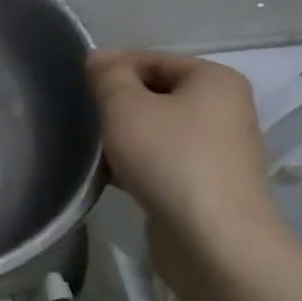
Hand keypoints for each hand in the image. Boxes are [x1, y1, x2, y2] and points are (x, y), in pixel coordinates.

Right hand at [87, 50, 287, 282]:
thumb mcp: (126, 107)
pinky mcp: (205, 187)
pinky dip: (136, 166)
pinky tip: (108, 178)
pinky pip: (163, 163)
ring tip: (91, 151)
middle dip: (117, 106)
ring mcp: (217, 152)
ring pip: (157, 132)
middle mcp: (223, 110)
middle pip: (156, 95)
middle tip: (82, 119)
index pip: (153, 59)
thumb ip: (109, 76)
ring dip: (124, 139)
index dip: (113, 68)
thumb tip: (99, 57)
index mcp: (214, 80)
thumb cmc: (170, 160)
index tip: (78, 86)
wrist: (214, 242)